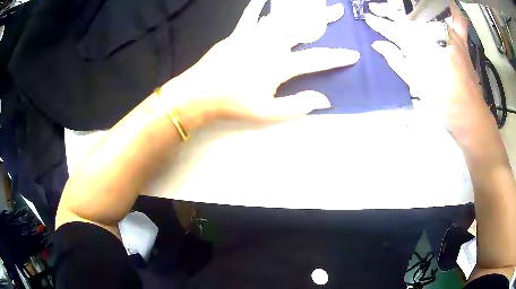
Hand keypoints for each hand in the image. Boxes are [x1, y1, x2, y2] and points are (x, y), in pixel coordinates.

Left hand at [162, 0, 359, 125]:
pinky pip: (249, 16)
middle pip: (303, 29)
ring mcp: (252, 36)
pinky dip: (257, 5)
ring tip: (312, 3)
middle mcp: (270, 44)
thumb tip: (325, 100)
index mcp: (279, 65)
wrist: (198, 94)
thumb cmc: (232, 105)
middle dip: (324, 20)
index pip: (316, 59)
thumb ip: (297, 106)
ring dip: (300, 10)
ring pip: (282, 18)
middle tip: (338, 11)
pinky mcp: (237, 34)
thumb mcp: (267, 113)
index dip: (337, 58)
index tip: (353, 55)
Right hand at [366, 2, 494, 137]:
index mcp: (423, 47)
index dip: (380, 23)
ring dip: (412, 6)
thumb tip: (378, 44)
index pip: (396, 30)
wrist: (469, 115)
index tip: (368, 17)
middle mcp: (436, 35)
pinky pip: (458, 20)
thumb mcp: (417, 84)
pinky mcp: (462, 41)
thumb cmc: (443, 103)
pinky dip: (452, 10)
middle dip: (389, 11)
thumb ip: (397, 61)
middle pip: (409, 16)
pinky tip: (445, 4)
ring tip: (402, 5)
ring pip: (427, 11)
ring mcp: (450, 35)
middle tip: (375, 7)